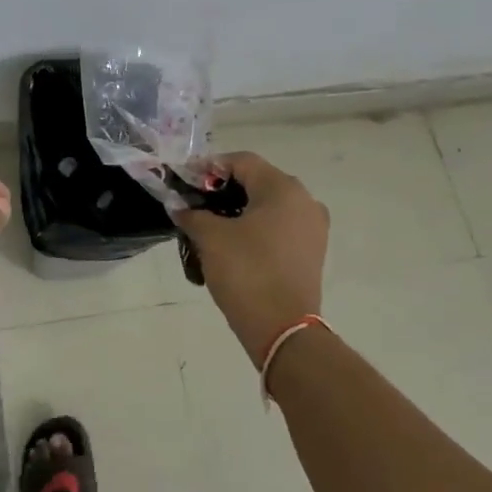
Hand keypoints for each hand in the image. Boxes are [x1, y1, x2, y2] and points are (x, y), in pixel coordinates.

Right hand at [174, 151, 328, 365]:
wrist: (283, 329)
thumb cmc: (247, 272)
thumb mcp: (210, 238)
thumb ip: (192, 214)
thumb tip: (179, 206)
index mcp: (283, 188)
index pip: (241, 161)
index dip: (209, 167)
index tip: (183, 181)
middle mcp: (304, 201)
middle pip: (256, 181)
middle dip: (221, 190)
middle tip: (193, 203)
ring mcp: (312, 228)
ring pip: (267, 206)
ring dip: (236, 211)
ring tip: (207, 227)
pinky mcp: (311, 252)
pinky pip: (278, 228)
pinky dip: (253, 229)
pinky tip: (230, 246)